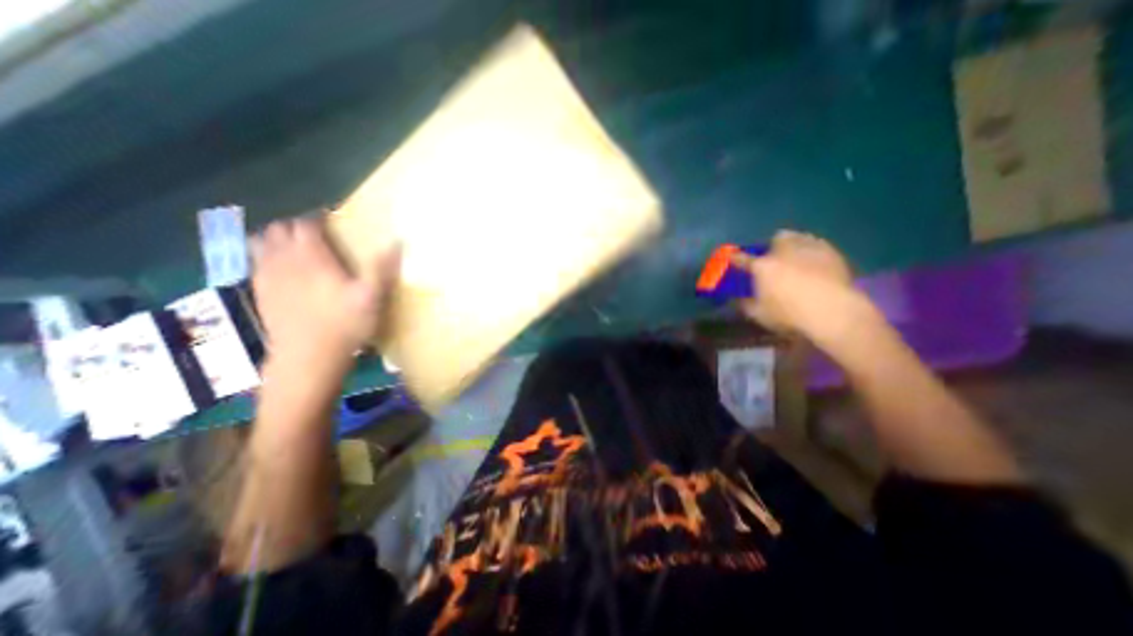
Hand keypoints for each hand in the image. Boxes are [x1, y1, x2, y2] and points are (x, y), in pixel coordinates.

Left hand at [252, 215, 396, 366]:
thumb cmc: (344, 325)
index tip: (332, 220)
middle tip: (318, 235)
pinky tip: (283, 269)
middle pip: (280, 229)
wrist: (307, 357)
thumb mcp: (372, 297)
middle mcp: (284, 260)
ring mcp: (267, 275)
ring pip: (261, 243)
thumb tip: (398, 241)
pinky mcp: (260, 291)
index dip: (318, 218)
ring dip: (278, 239)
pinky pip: (255, 262)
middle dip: (297, 226)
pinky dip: (267, 257)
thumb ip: (382, 267)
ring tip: (297, 248)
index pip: (306, 224)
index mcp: (312, 257)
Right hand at [730, 232, 879, 342]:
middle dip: (772, 246)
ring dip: (793, 243)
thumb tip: (740, 299)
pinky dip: (812, 250)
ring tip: (794, 256)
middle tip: (772, 258)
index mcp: (762, 266)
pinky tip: (814, 261)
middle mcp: (783, 251)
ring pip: (798, 236)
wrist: (832, 311)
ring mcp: (809, 249)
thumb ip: (746, 304)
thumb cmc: (789, 314)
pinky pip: (817, 244)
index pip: (742, 258)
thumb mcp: (759, 314)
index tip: (733, 258)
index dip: (736, 258)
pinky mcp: (831, 252)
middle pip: (775, 239)